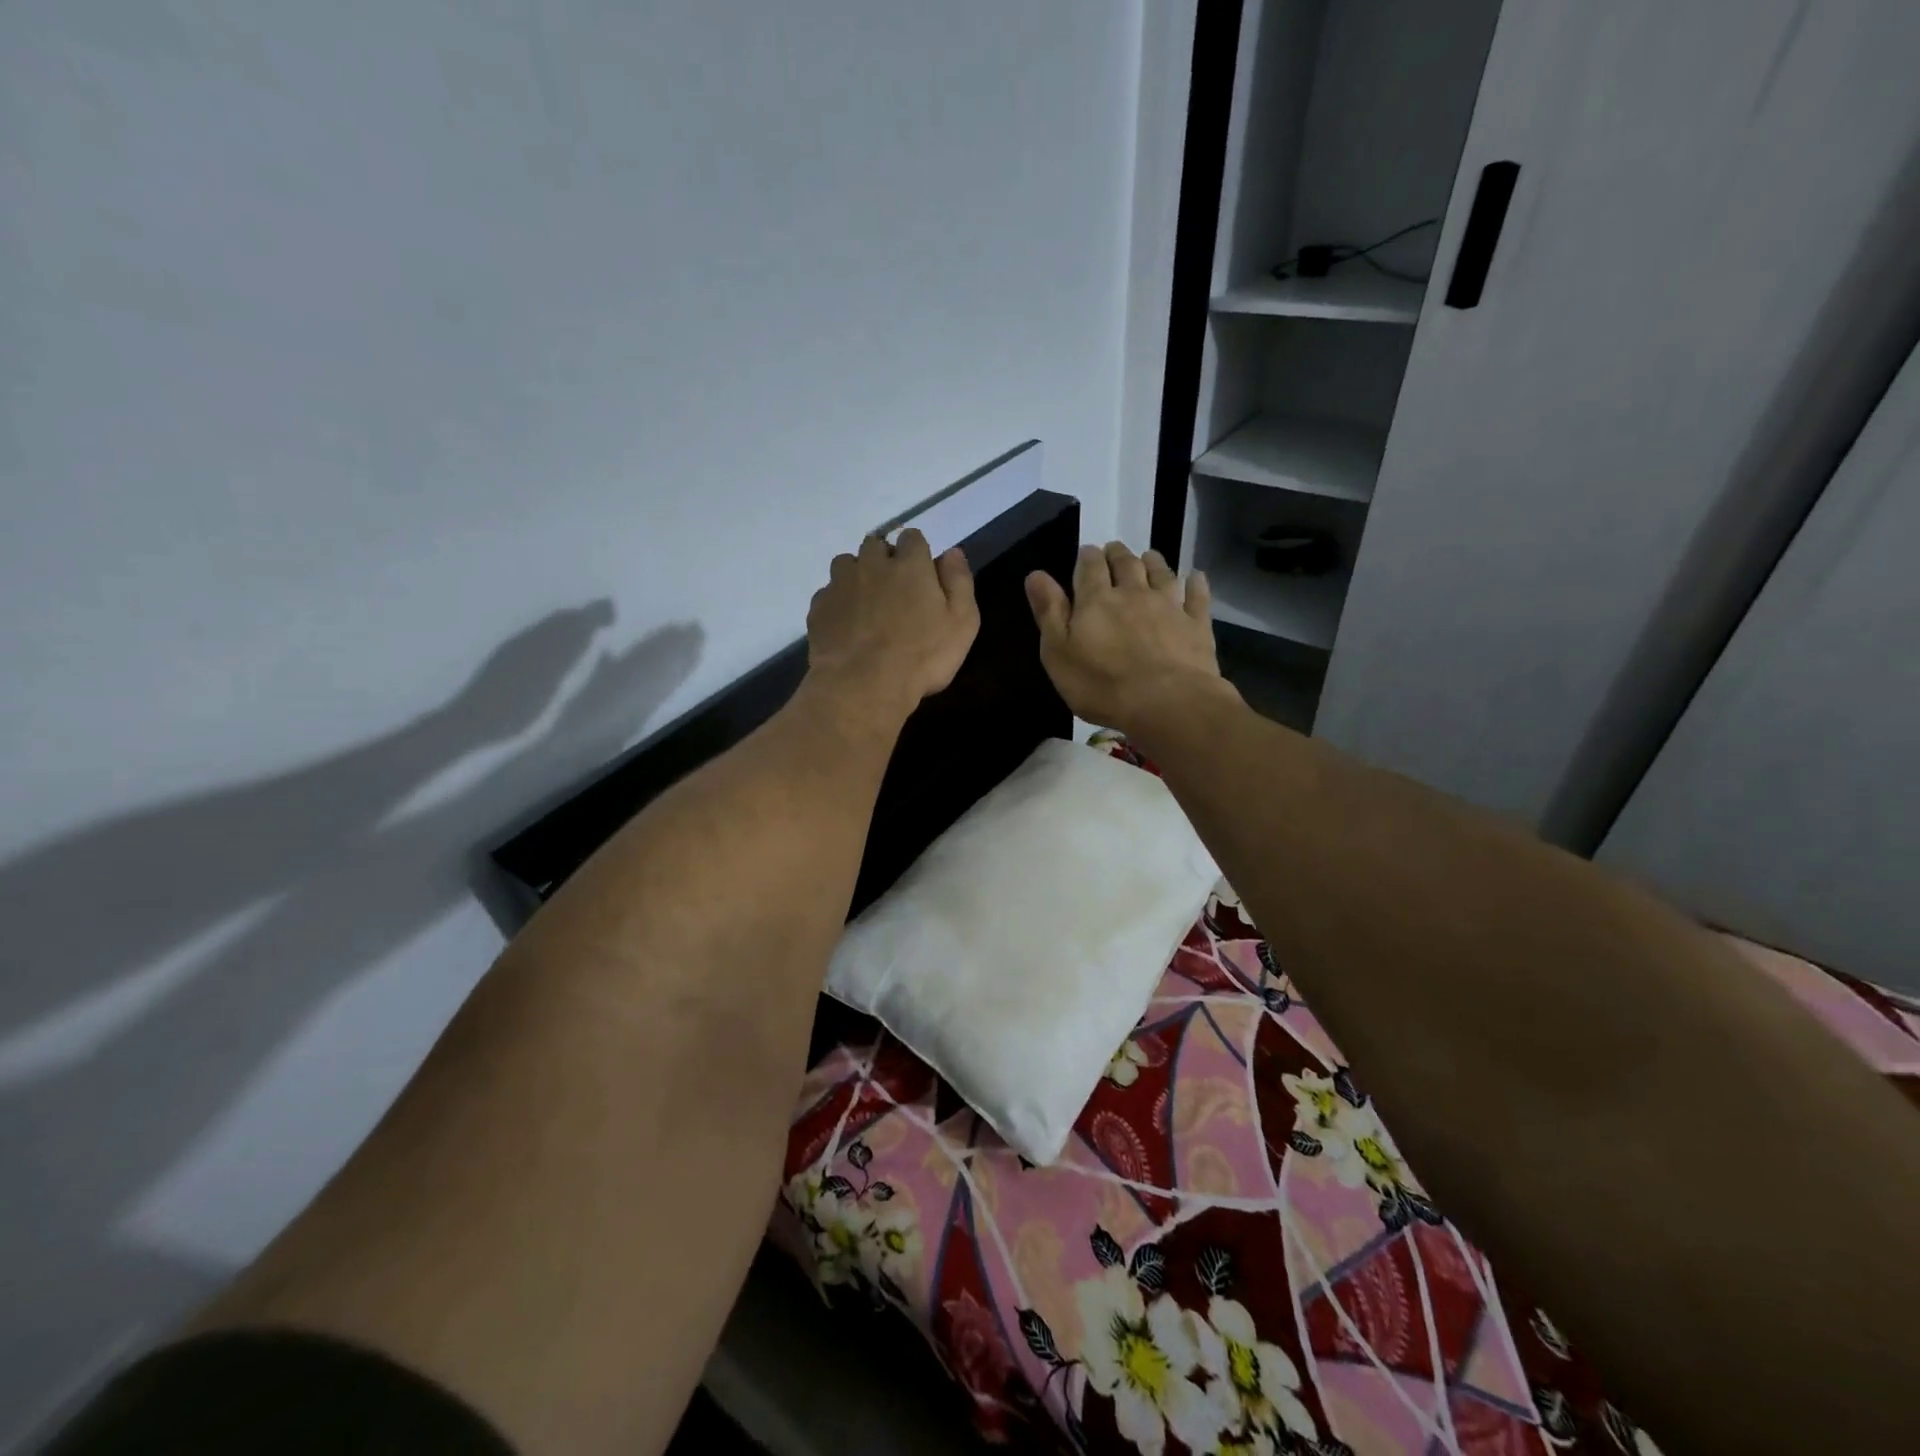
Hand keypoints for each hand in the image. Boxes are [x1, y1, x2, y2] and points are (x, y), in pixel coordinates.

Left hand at [806, 528, 979, 723]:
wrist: (863, 685)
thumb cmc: (922, 656)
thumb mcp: (962, 623)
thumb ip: (959, 582)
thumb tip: (952, 552)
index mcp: (909, 565)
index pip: (912, 537)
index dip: (917, 553)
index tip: (922, 575)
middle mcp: (872, 565)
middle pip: (875, 545)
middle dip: (884, 560)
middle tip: (894, 591)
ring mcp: (840, 585)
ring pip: (846, 564)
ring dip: (857, 576)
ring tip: (866, 605)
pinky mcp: (819, 608)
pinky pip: (828, 594)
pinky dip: (838, 603)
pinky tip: (846, 626)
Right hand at [1025, 542, 1228, 732]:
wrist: (1167, 702)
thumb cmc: (1102, 684)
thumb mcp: (1058, 653)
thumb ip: (1049, 612)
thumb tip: (1036, 575)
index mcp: (1096, 599)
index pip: (1090, 566)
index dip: (1087, 557)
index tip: (1087, 553)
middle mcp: (1133, 592)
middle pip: (1126, 563)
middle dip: (1118, 554)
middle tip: (1114, 551)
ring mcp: (1169, 606)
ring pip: (1161, 573)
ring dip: (1153, 561)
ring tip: (1148, 557)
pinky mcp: (1196, 624)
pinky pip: (1197, 596)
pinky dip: (1195, 583)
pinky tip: (1195, 577)